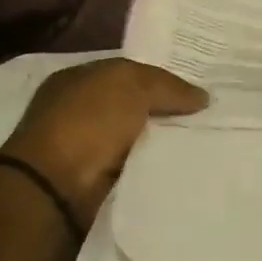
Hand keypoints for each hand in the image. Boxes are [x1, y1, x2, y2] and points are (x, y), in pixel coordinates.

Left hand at [0, 58, 207, 218]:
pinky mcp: (93, 179)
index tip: (196, 89)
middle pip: (134, 105)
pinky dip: (153, 164)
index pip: (128, 73)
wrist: (55, 187)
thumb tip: (202, 98)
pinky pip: (134, 165)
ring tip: (201, 141)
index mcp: (78, 79)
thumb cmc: (88, 122)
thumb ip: (168, 86)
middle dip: (165, 110)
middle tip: (206, 116)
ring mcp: (83, 146)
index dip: (161, 79)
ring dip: (160, 140)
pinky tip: (180, 164)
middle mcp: (77, 109)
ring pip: (136, 137)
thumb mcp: (132, 85)